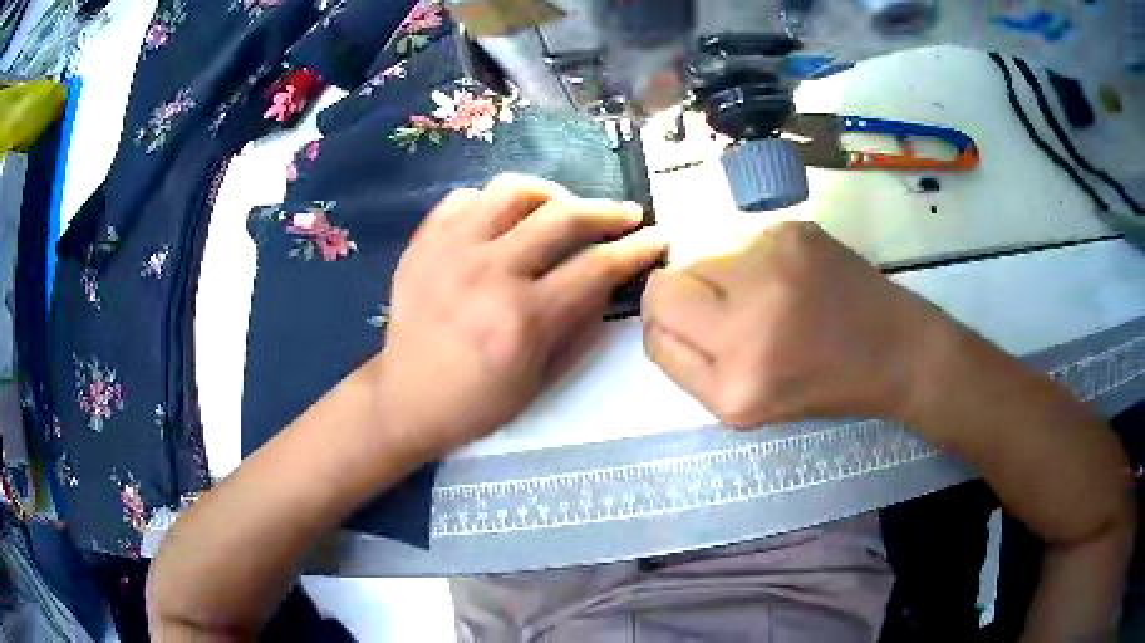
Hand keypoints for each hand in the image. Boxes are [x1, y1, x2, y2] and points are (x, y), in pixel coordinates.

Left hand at [375, 174, 664, 456]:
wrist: (405, 399)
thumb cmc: (477, 403)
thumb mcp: (540, 378)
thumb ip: (578, 323)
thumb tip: (608, 277)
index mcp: (522, 319)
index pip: (596, 267)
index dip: (636, 248)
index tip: (657, 237)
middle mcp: (488, 273)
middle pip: (563, 216)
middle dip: (607, 211)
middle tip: (626, 215)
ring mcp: (450, 250)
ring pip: (513, 190)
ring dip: (552, 193)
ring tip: (565, 208)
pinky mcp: (423, 242)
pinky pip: (466, 197)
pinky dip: (495, 201)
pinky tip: (507, 219)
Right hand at [642, 221, 947, 427]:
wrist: (897, 350)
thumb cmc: (825, 386)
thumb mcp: (746, 406)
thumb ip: (689, 364)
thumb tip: (659, 316)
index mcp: (734, 383)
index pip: (656, 330)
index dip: (662, 326)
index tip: (685, 329)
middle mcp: (748, 321)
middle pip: (667, 285)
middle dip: (683, 298)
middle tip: (726, 312)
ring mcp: (773, 266)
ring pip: (704, 258)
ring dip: (725, 279)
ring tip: (773, 299)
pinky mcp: (793, 232)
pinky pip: (745, 243)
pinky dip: (758, 262)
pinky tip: (796, 280)